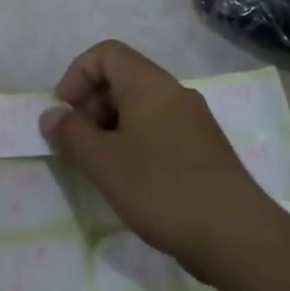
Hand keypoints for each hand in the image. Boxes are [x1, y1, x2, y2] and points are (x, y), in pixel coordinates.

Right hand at [40, 40, 267, 279]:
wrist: (238, 237)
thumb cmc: (162, 188)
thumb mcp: (103, 162)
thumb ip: (71, 133)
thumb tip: (51, 115)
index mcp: (150, 84)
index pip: (106, 53)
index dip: (77, 75)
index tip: (64, 112)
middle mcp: (174, 93)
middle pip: (123, 77)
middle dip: (91, 103)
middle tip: (77, 142)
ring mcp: (194, 121)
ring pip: (141, 106)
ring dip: (111, 125)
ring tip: (100, 164)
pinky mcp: (205, 150)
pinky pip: (159, 128)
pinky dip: (135, 141)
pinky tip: (131, 179)